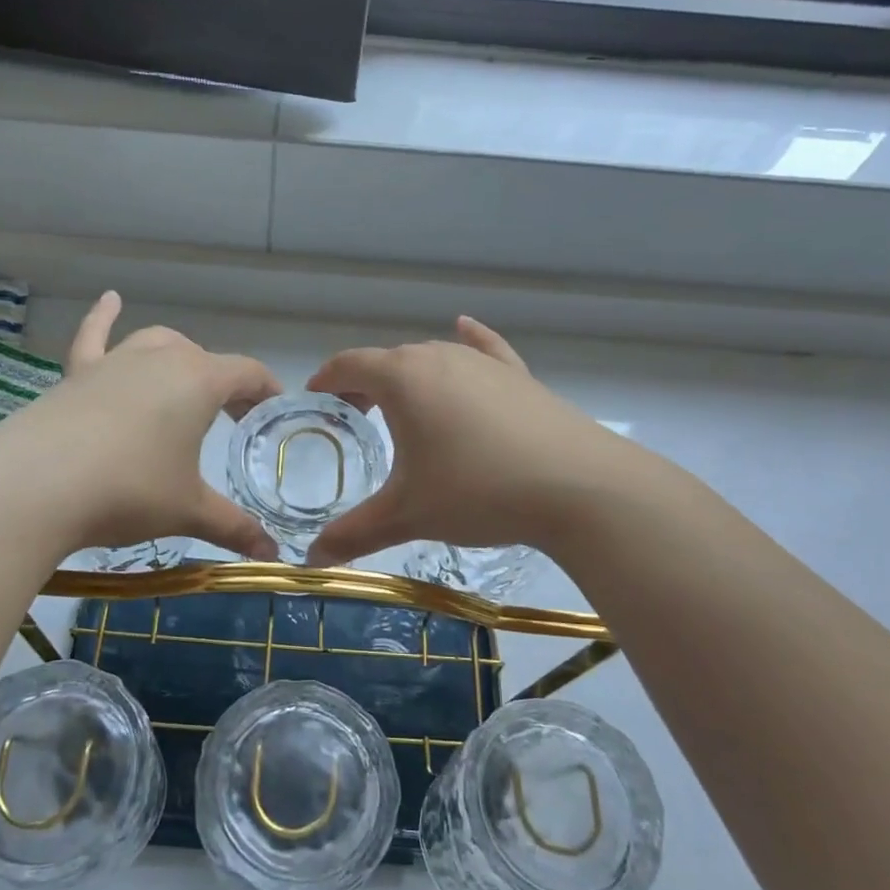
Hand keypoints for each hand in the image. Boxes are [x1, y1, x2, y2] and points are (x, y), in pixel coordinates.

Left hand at [0, 292, 281, 560]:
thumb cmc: (129, 490)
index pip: (247, 373)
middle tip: (232, 419)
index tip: (274, 410)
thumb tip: (271, 555)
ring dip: (178, 357)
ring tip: (185, 379)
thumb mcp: (188, 511)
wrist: (36, 485)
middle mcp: (160, 358)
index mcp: (198, 381)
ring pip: (156, 343)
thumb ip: (234, 528)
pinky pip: (94, 336)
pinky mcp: (76, 374)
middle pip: (203, 359)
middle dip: (223, 384)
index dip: (266, 390)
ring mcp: (114, 361)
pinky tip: (110, 299)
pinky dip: (103, 317)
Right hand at [303, 317, 625, 566]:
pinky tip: (465, 328)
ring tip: (401, 406)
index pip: (348, 365)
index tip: (314, 399)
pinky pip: (485, 350)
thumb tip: (311, 561)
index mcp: (402, 378)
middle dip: (364, 384)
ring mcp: (483, 363)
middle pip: (388, 360)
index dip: (326, 380)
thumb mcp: (407, 515)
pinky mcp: (519, 376)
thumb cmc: (477, 491)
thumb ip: (353, 534)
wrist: (578, 486)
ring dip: (408, 376)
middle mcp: (439, 357)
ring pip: (432, 358)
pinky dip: (469, 341)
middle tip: (354, 418)